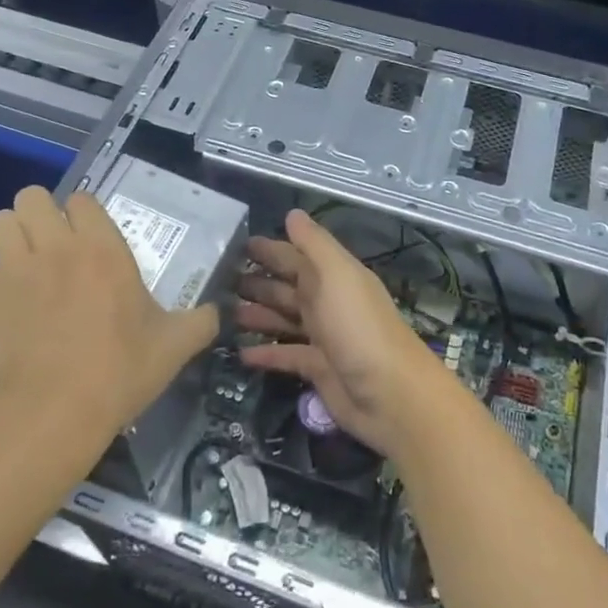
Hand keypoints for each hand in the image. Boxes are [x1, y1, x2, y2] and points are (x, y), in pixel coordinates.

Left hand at [0, 187, 217, 442]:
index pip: (81, 199)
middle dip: (39, 214)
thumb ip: (199, 322)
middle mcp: (54, 247)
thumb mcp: (173, 347)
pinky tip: (5, 301)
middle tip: (52, 245)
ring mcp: (13, 271)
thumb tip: (216, 313)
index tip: (89, 238)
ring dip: (11, 237)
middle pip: (31, 197)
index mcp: (101, 248)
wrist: (52, 415)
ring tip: (24, 264)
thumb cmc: (118, 372)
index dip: (83, 214)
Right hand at [235, 208, 450, 457]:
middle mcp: (327, 302)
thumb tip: (292, 213)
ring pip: (283, 319)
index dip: (269, 250)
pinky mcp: (317, 369)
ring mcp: (323, 337)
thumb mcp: (336, 274)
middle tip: (218, 281)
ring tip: (221, 313)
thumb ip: (314, 243)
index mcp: (333, 276)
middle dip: (257, 281)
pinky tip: (239, 353)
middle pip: (287, 287)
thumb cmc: (358, 327)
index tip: (235, 245)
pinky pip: (285, 356)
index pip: (296, 256)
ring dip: (257, 314)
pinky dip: (265, 353)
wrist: (389, 394)